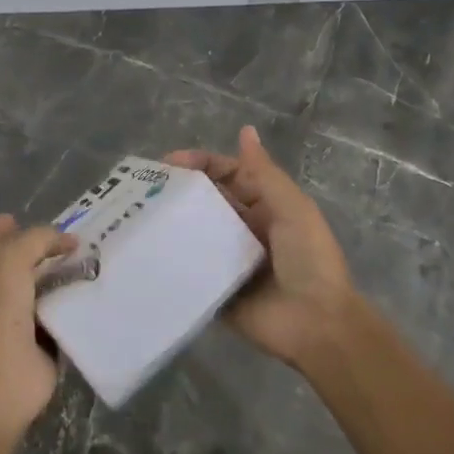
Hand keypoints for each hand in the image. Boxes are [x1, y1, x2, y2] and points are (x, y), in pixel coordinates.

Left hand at [0, 215, 75, 431]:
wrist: (4, 376)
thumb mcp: (11, 261)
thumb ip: (37, 240)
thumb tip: (68, 240)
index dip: (0, 229)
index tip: (21, 216)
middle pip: (18, 266)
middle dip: (40, 251)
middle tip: (73, 239)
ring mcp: (19, 322)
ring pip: (43, 291)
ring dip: (63, 278)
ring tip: (93, 261)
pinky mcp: (43, 344)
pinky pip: (62, 318)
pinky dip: (76, 307)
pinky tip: (97, 294)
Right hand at [164, 126, 358, 369]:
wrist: (316, 323)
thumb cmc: (308, 259)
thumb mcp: (292, 208)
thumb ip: (264, 173)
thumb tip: (245, 130)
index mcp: (265, 208)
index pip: (229, 175)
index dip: (202, 164)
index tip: (168, 163)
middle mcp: (244, 231)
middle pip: (208, 203)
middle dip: (180, 192)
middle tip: (143, 190)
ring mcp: (228, 262)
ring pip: (195, 235)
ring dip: (172, 225)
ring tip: (136, 217)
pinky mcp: (216, 291)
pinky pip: (191, 271)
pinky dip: (172, 262)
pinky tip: (144, 253)